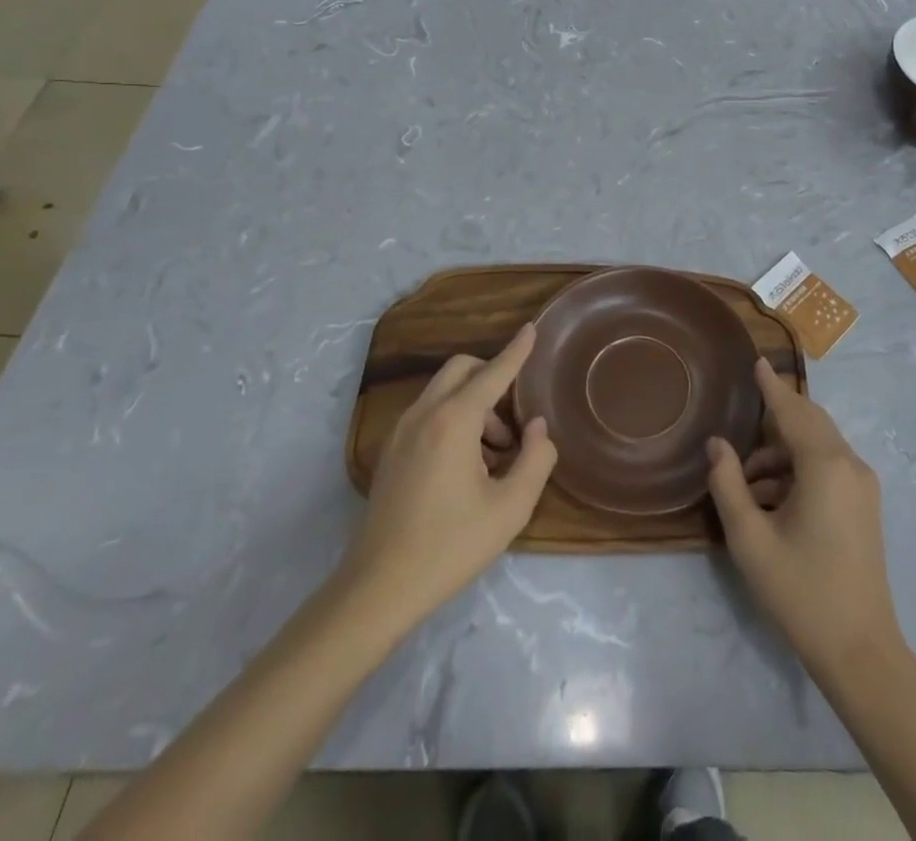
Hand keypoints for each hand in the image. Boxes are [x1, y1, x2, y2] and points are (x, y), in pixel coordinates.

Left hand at [341, 323, 556, 628]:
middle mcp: (424, 414)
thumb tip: (537, 427)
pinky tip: (466, 466)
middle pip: (461, 369)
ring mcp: (400, 431)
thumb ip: (536, 459)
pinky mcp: (390, 451)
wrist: (378, 588)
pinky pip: (428, 413)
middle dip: (492, 378)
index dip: (517, 350)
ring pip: (443, 391)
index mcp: (454, 421)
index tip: (532, 327)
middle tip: (513, 422)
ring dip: (474, 404)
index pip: (493, 372)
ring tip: (495, 455)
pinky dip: (453, 418)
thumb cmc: (450, 546)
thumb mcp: (510, 508)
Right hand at [707, 360, 900, 676]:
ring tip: (746, 482)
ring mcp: (862, 485)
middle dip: (775, 418)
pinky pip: (828, 466)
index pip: (791, 411)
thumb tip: (717, 444)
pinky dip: (799, 469)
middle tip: (742, 417)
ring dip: (782, 452)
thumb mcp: (750, 539)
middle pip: (809, 421)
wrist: (861, 651)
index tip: (757, 361)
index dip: (771, 387)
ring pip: (818, 446)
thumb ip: (728, 484)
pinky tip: (771, 499)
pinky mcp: (865, 505)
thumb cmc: (800, 592)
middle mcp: (849, 464)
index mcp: (824, 465)